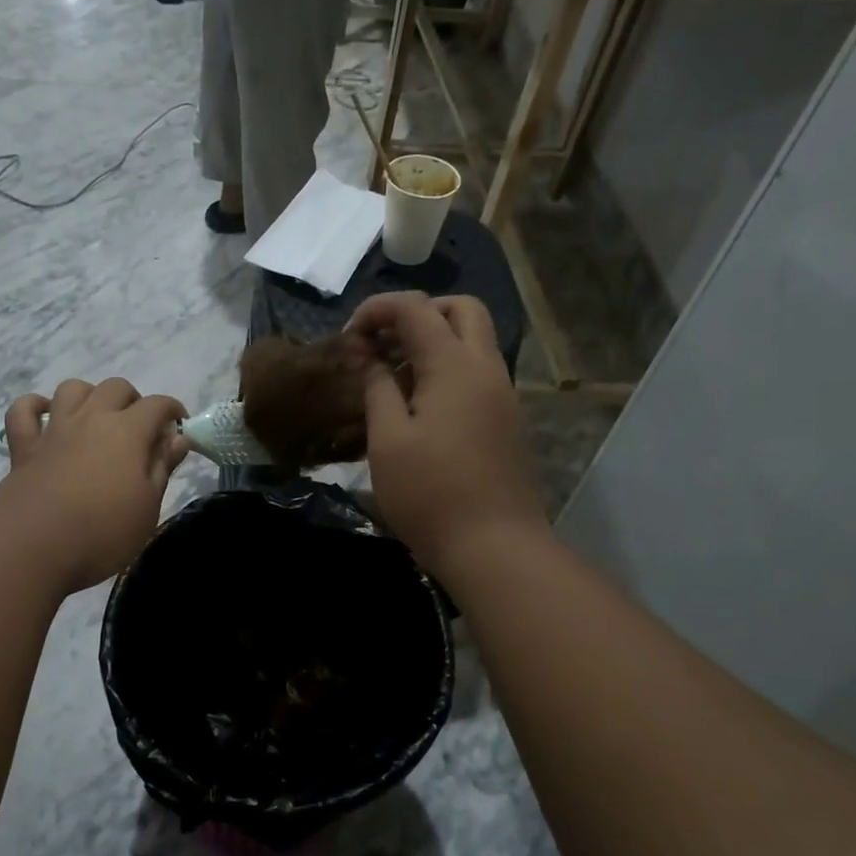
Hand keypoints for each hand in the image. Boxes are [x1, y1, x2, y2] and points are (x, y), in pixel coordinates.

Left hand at [0, 378, 188, 592]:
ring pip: (72, 389)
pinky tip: (45, 417)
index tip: (179, 429)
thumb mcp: (148, 507)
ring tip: (97, 419)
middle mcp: (91, 419)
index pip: (158, 405)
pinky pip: (23, 410)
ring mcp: (54, 430)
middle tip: (140, 429)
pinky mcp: (23, 447)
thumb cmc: (103, 533)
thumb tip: (178, 438)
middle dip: (134, 400)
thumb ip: (162, 467)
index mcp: (127, 432)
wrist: (33, 548)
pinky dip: (34, 406)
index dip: (173, 411)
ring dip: (89, 395)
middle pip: (116, 388)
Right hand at [349, 292, 545, 575]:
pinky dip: (448, 367)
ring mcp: (502, 394)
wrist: (493, 546)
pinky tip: (420, 404)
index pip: (415, 308)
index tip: (349, 337)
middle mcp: (486, 368)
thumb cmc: (430, 493)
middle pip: (460, 309)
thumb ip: (376, 387)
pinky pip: (478, 371)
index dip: (377, 310)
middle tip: (383, 344)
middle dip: (418, 313)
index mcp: (454, 365)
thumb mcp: (388, 439)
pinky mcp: (506, 419)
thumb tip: (366, 354)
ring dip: (434, 341)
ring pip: (474, 340)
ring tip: (394, 376)